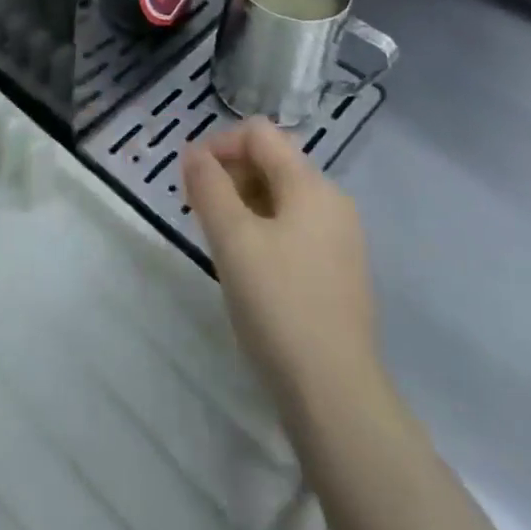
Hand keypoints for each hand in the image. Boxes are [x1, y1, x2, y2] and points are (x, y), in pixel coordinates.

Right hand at [184, 117, 377, 407]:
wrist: (336, 395)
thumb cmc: (279, 305)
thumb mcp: (232, 240)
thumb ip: (208, 187)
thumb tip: (193, 152)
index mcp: (310, 184)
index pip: (258, 133)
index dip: (218, 144)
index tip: (189, 177)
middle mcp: (332, 200)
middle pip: (272, 161)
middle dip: (229, 174)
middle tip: (198, 209)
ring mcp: (341, 237)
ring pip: (282, 196)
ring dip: (244, 202)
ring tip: (217, 238)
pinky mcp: (340, 271)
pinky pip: (295, 227)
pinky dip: (264, 228)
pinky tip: (248, 265)